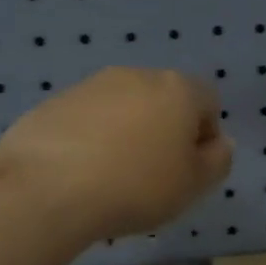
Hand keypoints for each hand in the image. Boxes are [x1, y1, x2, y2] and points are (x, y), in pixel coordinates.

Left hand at [0, 68, 233, 241]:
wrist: (46, 188)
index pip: (208, 101)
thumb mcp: (195, 185)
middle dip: (165, 132)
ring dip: (127, 135)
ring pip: (124, 109)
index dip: (205, 135)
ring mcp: (91, 86)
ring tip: (114, 179)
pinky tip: (81, 176)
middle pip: (164, 100)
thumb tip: (219, 143)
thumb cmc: (137, 186)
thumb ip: (218, 161)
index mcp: (178, 89)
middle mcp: (136, 76)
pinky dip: (92, 141)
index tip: (190, 169)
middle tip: (155, 176)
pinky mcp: (54, 103)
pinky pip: (87, 121)